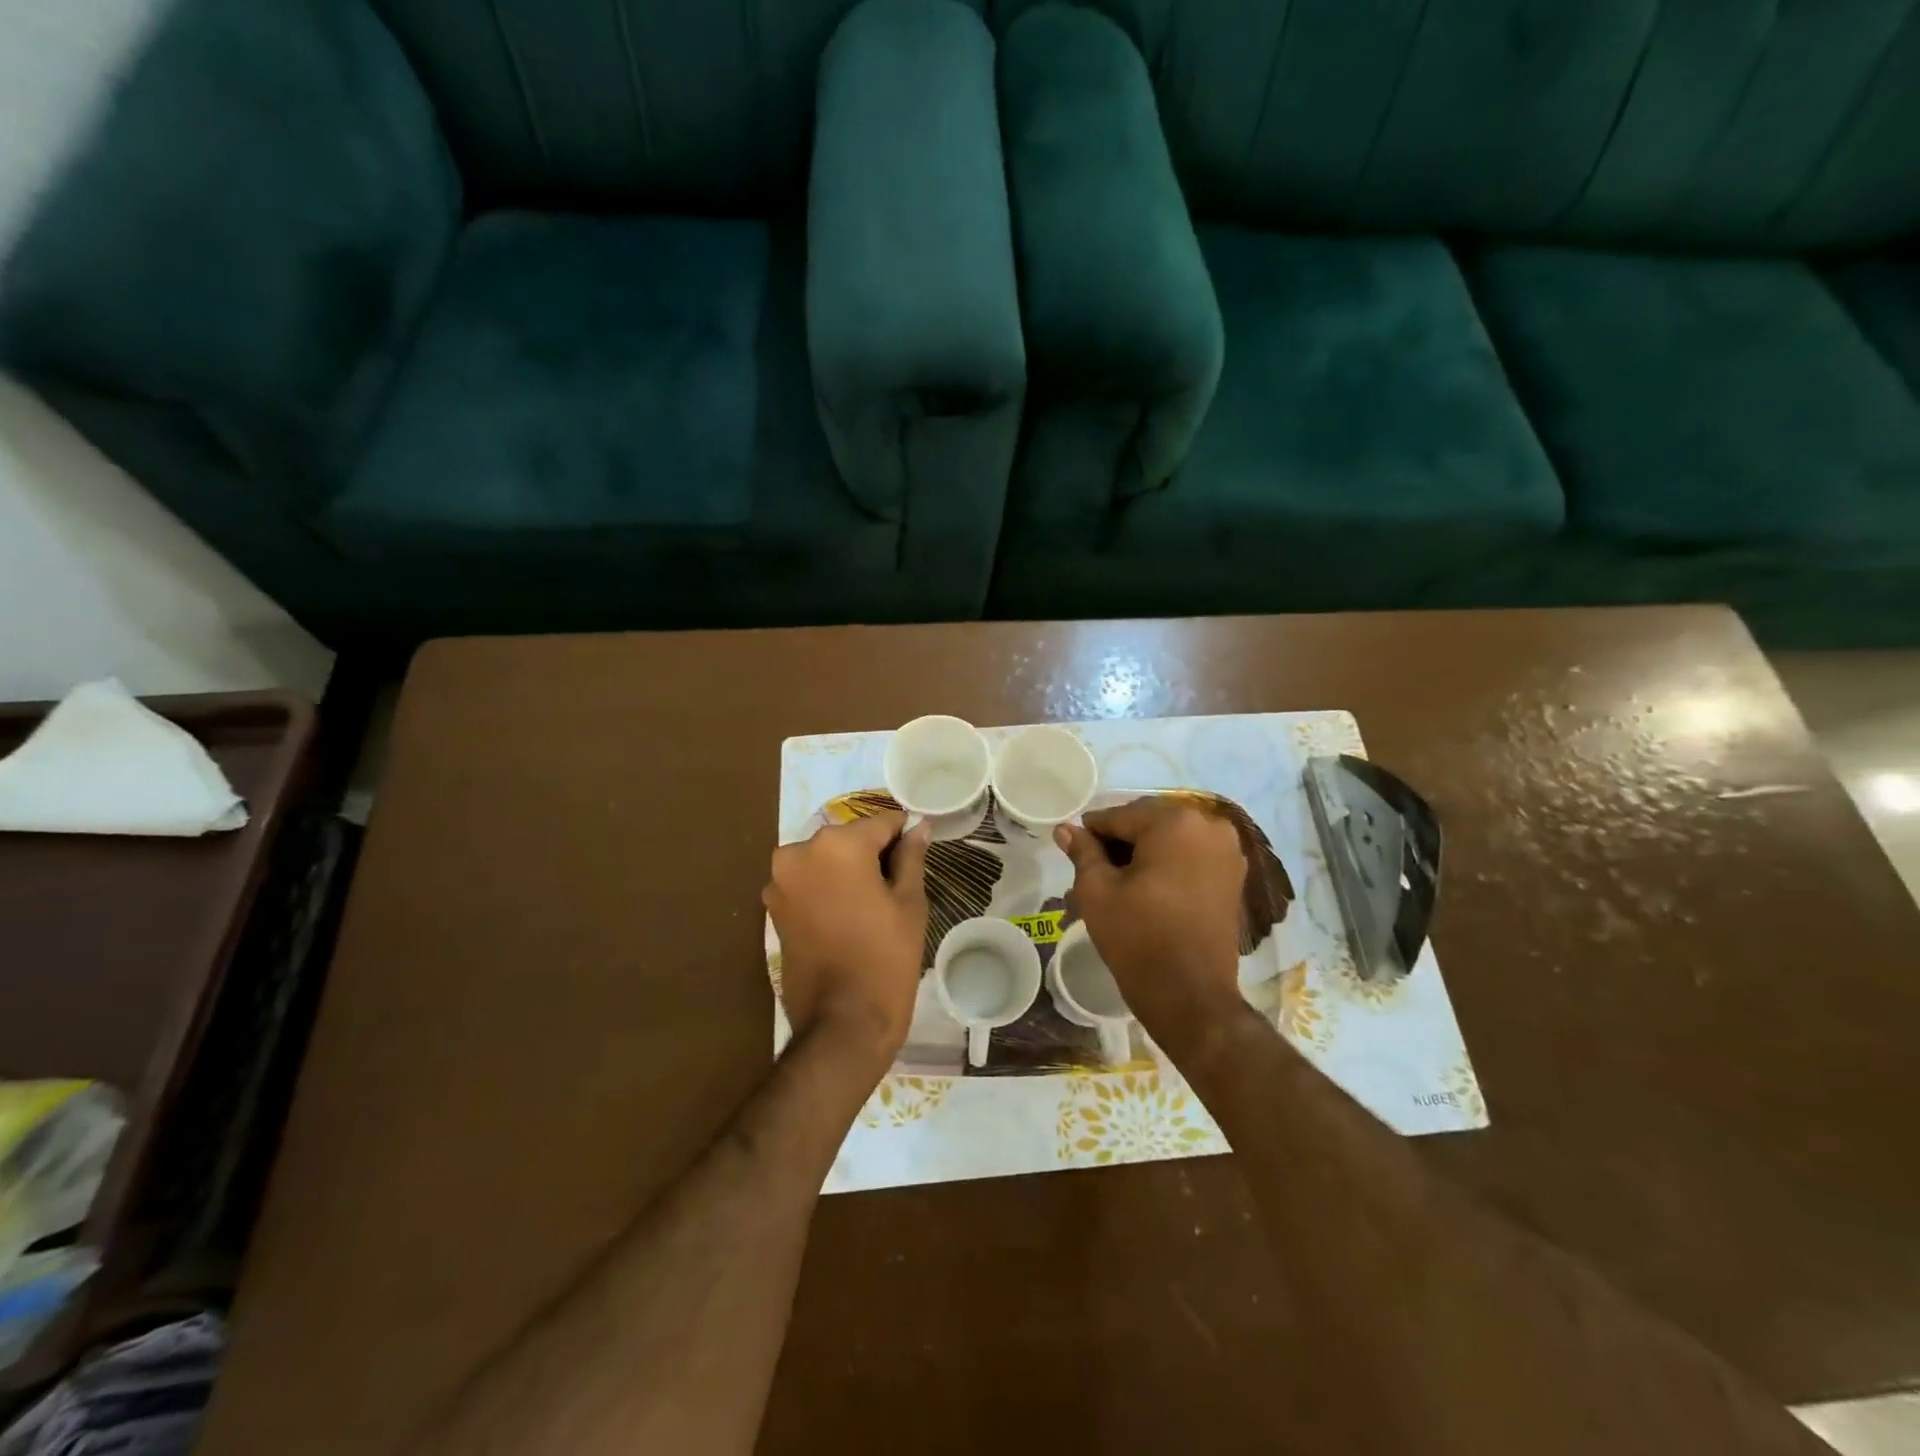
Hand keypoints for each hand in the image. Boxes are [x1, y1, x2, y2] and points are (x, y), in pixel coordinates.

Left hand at [764, 810, 930, 1073]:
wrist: (842, 1022)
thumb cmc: (886, 957)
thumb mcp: (909, 902)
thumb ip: (910, 856)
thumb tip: (919, 826)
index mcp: (837, 845)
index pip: (881, 823)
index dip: (904, 836)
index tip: (917, 854)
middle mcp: (800, 852)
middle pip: (849, 839)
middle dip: (872, 854)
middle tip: (896, 887)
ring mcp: (780, 880)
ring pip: (826, 860)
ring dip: (848, 872)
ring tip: (872, 906)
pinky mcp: (772, 907)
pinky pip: (809, 883)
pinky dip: (828, 889)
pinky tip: (848, 917)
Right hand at [1055, 798, 1247, 1050]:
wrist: (1190, 996)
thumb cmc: (1137, 937)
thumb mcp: (1097, 891)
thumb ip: (1083, 852)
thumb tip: (1065, 829)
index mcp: (1175, 822)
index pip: (1121, 815)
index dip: (1092, 832)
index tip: (1073, 847)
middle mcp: (1209, 825)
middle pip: (1149, 822)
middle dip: (1120, 841)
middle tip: (1093, 867)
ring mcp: (1228, 851)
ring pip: (1171, 838)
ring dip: (1144, 852)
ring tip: (1116, 880)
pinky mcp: (1234, 876)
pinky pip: (1192, 855)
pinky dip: (1168, 864)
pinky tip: (1146, 887)